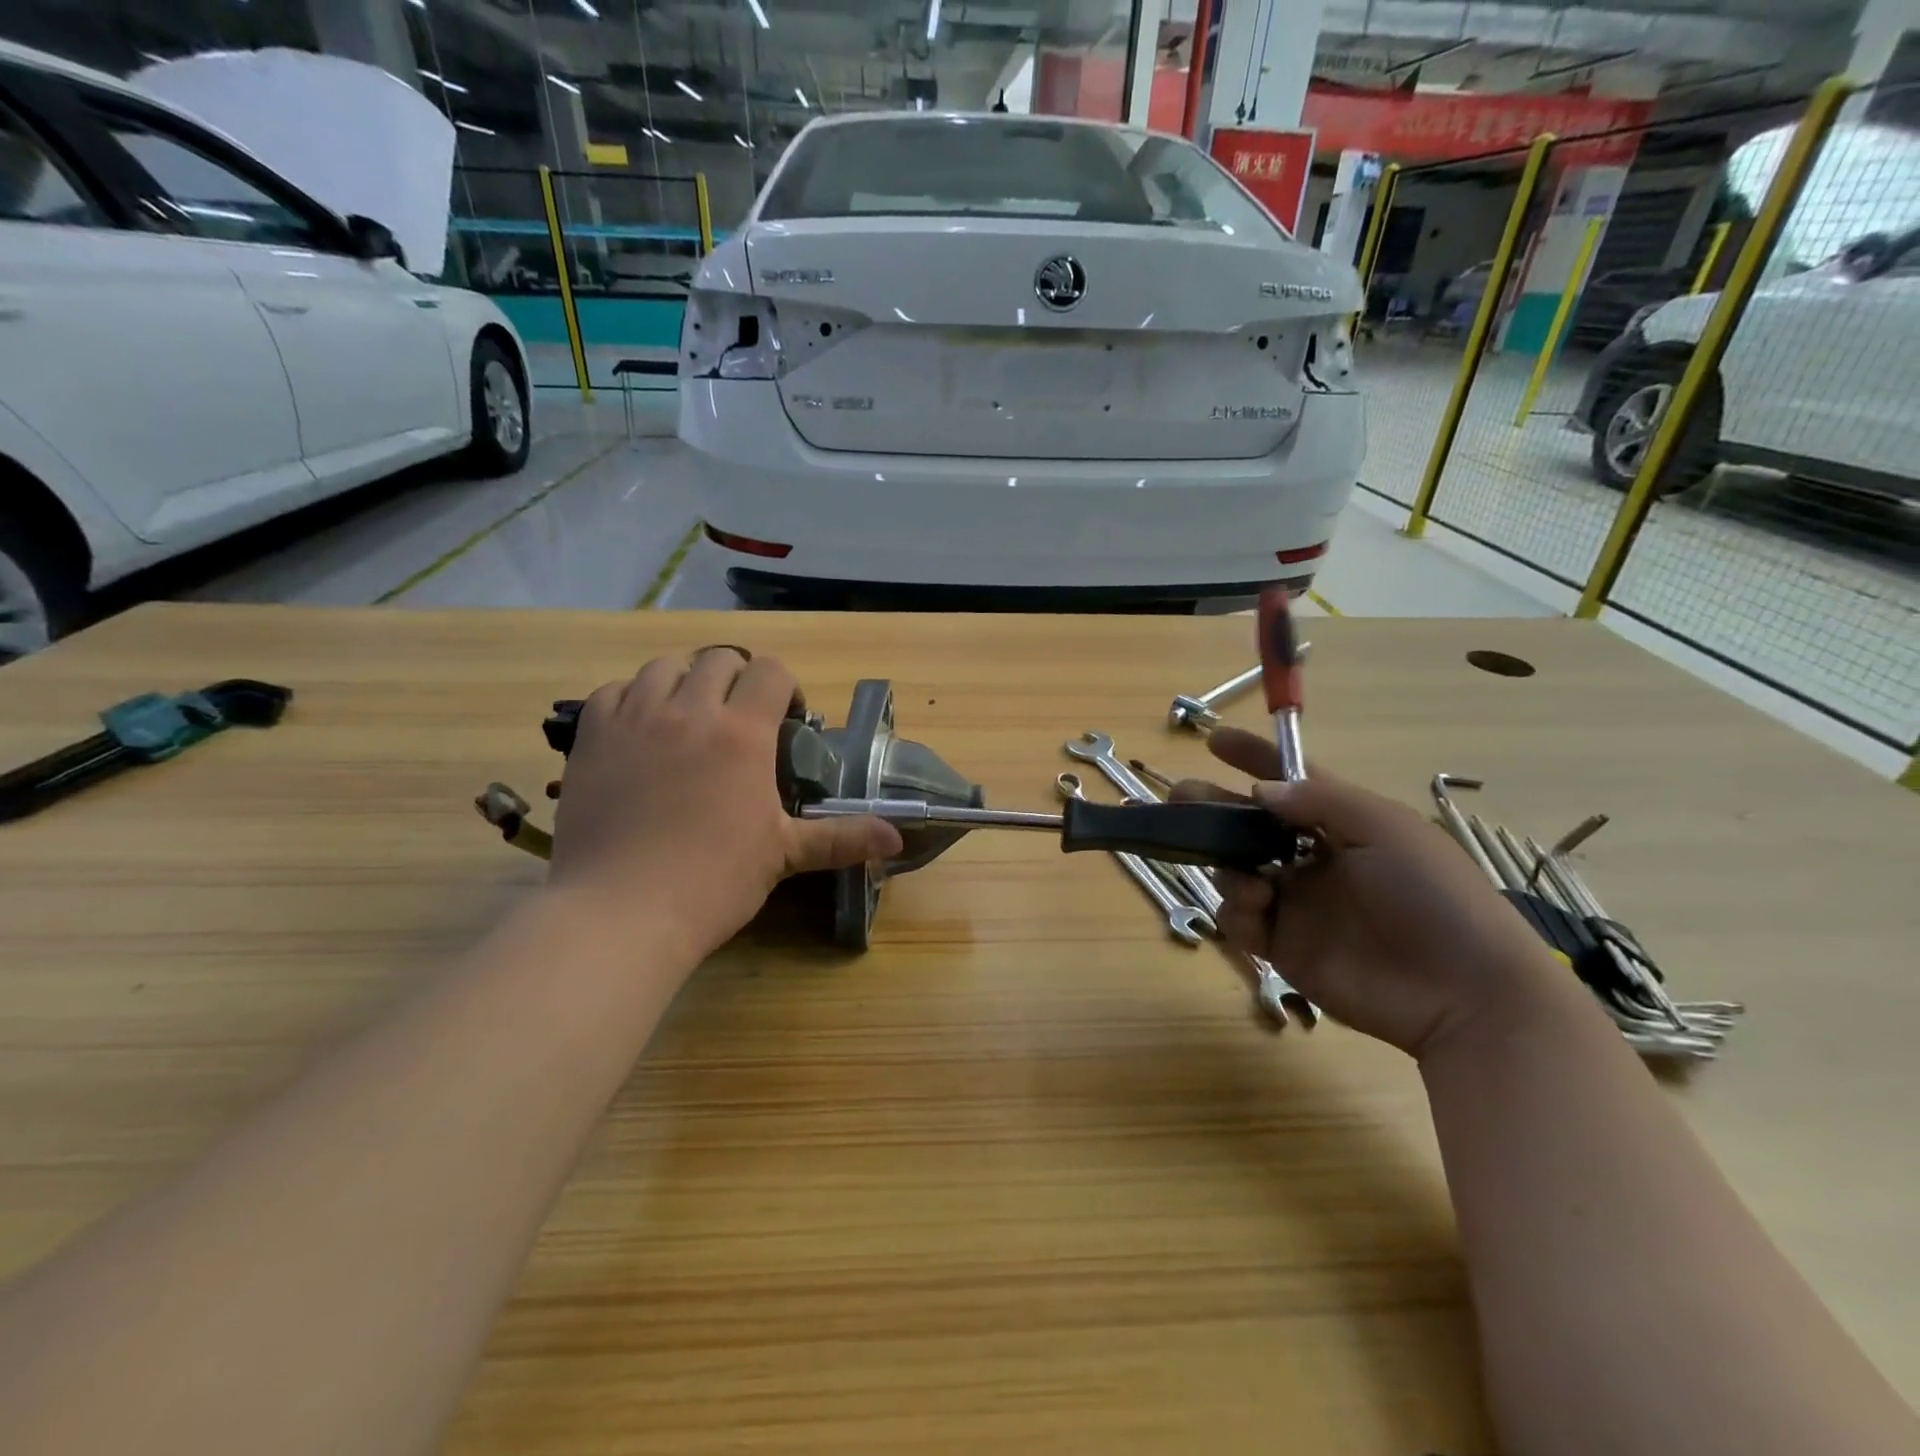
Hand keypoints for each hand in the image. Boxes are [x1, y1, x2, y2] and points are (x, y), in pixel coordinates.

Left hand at [549, 648, 901, 959]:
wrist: (621, 911)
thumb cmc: (713, 881)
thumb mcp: (784, 854)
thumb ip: (842, 837)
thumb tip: (896, 840)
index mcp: (742, 732)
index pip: (771, 671)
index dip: (786, 688)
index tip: (787, 722)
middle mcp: (690, 709)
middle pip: (720, 659)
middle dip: (739, 680)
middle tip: (742, 719)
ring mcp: (635, 718)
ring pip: (665, 666)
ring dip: (687, 681)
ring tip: (691, 717)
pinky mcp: (592, 736)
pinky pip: (614, 690)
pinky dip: (634, 698)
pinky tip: (642, 730)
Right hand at [1177, 728, 1571, 1059]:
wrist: (1462, 994)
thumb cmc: (1433, 896)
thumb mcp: (1386, 829)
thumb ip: (1320, 801)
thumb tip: (1260, 791)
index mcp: (1341, 825)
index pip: (1290, 782)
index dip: (1253, 759)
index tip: (1213, 740)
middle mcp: (1312, 859)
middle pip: (1249, 826)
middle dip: (1214, 809)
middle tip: (1182, 800)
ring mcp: (1296, 903)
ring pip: (1235, 871)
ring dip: (1228, 866)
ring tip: (1248, 882)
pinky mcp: (1283, 946)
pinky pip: (1239, 920)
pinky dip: (1237, 912)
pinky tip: (1256, 913)